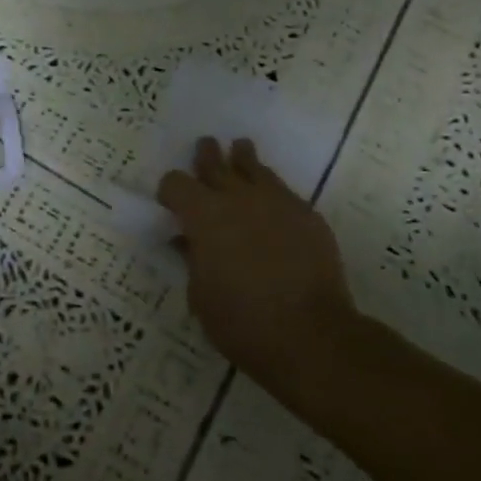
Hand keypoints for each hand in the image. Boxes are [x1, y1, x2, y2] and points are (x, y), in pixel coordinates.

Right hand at [158, 138, 358, 400]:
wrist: (310, 335)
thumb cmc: (242, 321)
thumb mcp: (200, 295)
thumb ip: (192, 259)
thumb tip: (187, 241)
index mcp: (203, 215)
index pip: (176, 183)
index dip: (170, 190)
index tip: (170, 202)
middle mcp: (238, 197)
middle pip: (215, 163)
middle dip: (206, 156)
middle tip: (205, 146)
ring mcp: (277, 201)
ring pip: (254, 168)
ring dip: (242, 159)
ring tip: (240, 148)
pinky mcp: (307, 214)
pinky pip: (283, 191)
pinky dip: (271, 191)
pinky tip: (271, 201)